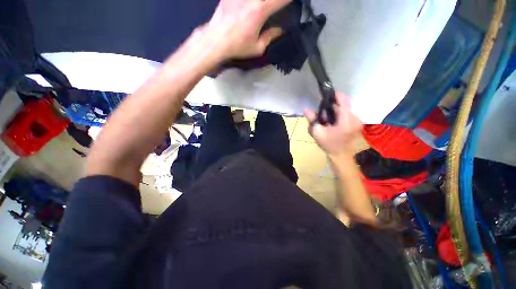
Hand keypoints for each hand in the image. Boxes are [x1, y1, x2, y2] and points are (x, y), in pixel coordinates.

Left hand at [202, 0, 290, 60]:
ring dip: (263, 3)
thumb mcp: (257, 48)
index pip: (280, 0)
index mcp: (260, 10)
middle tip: (275, 7)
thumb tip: (279, 31)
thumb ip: (270, 37)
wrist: (216, 41)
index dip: (288, 0)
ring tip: (262, 9)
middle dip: (274, 2)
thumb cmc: (237, 46)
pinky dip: (250, 3)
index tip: (291, 3)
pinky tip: (249, 7)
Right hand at [304, 93, 361, 156]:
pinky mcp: (358, 123)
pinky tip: (333, 121)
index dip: (336, 95)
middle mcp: (355, 119)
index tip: (327, 94)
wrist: (340, 155)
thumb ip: (312, 119)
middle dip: (334, 105)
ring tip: (328, 117)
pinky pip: (349, 113)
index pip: (344, 102)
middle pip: (345, 104)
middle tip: (324, 111)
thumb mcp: (317, 132)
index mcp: (346, 122)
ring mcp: (358, 121)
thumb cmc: (328, 144)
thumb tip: (306, 109)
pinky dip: (340, 114)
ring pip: (347, 108)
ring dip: (337, 109)